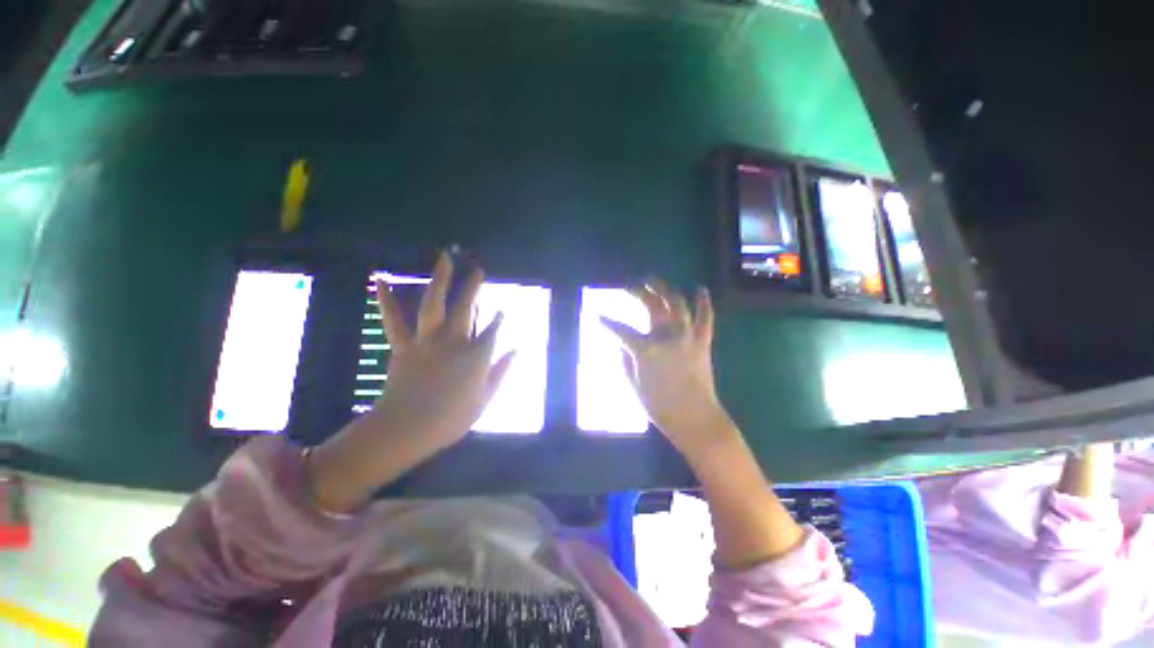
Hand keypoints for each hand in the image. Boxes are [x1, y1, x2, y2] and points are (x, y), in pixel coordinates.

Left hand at [373, 253, 515, 452]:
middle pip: (467, 308)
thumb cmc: (452, 419)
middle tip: (478, 270)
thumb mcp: (486, 398)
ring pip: (434, 304)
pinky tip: (381, 279)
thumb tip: (518, 349)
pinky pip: (394, 320)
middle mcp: (454, 341)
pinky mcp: (403, 346)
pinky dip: (386, 299)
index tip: (501, 312)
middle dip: (473, 288)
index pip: (492, 331)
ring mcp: (427, 341)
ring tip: (445, 259)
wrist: (407, 429)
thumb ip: (502, 370)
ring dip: (441, 280)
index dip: (497, 320)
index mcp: (477, 356)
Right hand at [601, 279, 733, 456]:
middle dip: (637, 292)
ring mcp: (687, 336)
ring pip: (677, 303)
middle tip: (629, 286)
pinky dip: (703, 302)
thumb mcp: (634, 385)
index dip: (607, 321)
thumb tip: (623, 345)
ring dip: (664, 288)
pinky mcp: (703, 342)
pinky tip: (699, 288)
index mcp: (646, 349)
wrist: (696, 419)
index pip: (621, 329)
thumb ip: (625, 361)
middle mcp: (667, 336)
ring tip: (653, 280)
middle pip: (651, 306)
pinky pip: (706, 317)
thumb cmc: (660, 407)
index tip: (597, 314)